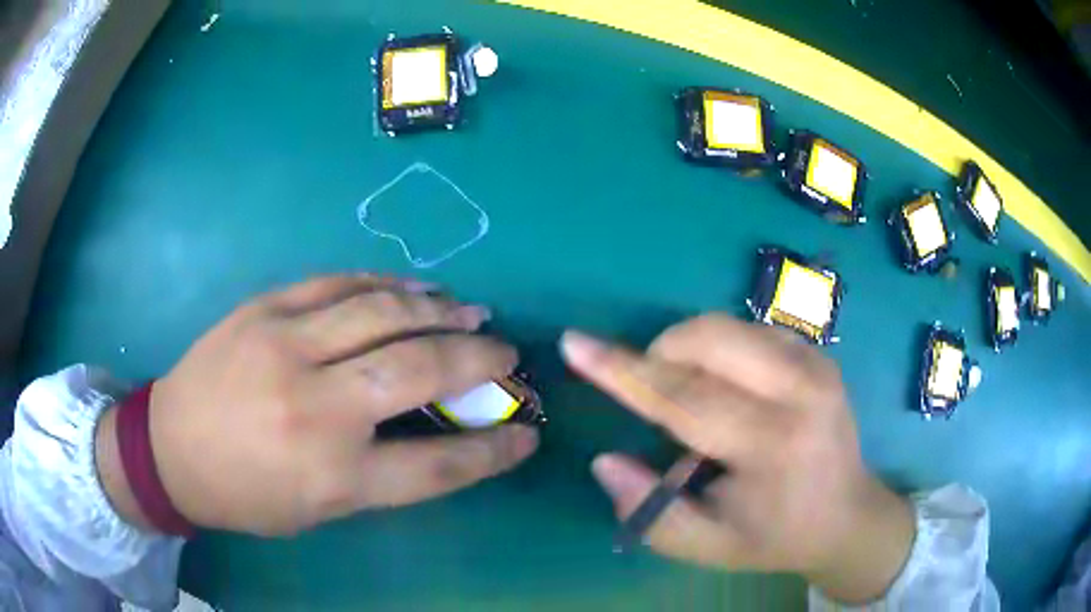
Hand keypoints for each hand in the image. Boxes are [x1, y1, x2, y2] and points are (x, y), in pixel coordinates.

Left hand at [99, 275, 538, 536]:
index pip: (438, 464)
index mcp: (333, 475)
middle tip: (504, 352)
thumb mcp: (319, 509)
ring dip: (438, 309)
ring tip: (470, 311)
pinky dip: (384, 283)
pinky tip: (411, 288)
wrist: (171, 448)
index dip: (493, 450)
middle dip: (477, 359)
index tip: (528, 434)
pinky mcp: (263, 309)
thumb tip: (439, 434)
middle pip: (418, 369)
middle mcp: (315, 408)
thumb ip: (381, 473)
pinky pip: (337, 283)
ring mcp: (284, 346)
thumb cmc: (247, 494)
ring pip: (382, 310)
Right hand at [561, 315, 914, 603]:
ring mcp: (815, 363)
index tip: (576, 343)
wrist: (847, 513)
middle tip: (645, 388)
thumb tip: (605, 461)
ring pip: (726, 327)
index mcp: (774, 445)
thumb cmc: (776, 536)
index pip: (685, 398)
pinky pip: (748, 330)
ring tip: (687, 396)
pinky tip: (723, 386)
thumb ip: (651, 512)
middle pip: (709, 340)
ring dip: (686, 350)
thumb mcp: (708, 546)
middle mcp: (800, 391)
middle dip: (657, 352)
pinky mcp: (817, 352)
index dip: (623, 371)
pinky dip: (717, 349)